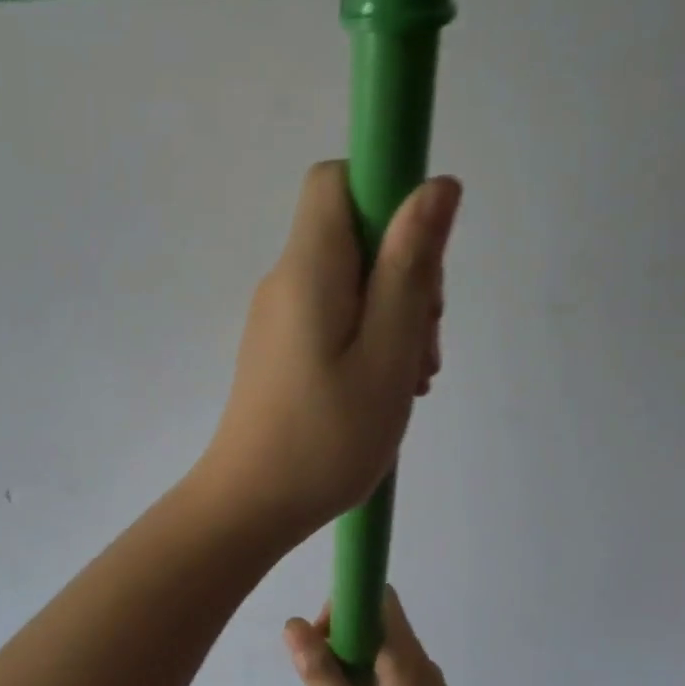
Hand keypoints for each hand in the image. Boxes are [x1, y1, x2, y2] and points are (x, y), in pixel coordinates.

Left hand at [195, 161, 460, 542]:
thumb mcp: (387, 352)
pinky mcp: (281, 349)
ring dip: (394, 316)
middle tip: (423, 345)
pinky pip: (335, 319)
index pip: (337, 180)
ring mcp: (280, 317)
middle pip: (355, 235)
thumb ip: (410, 267)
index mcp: (309, 268)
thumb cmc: (326, 437)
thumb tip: (434, 184)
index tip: (422, 255)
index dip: (387, 194)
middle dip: (406, 273)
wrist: (250, 505)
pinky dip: (369, 340)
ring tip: (410, 381)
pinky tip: (384, 390)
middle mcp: (287, 281)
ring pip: (352, 282)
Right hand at [282, 587, 494, 685]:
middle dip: (329, 653)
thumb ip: (323, 678)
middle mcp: (415, 663)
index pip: (373, 597)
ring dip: (338, 680)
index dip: (338, 610)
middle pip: (366, 628)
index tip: (315, 649)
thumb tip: (293, 624)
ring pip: (369, 657)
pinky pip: (379, 682)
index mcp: (404, 661)